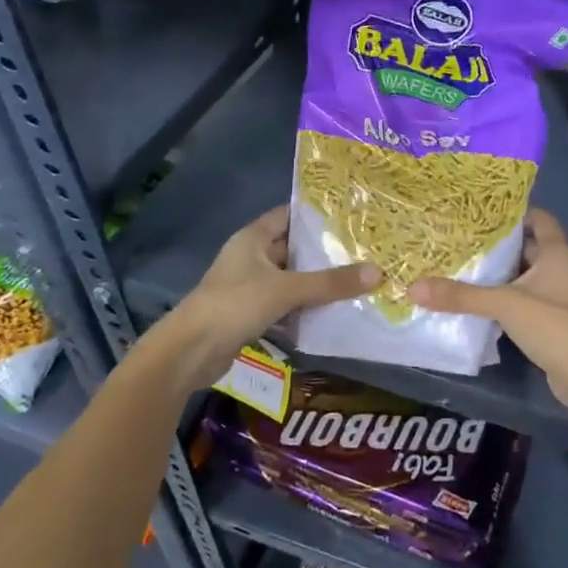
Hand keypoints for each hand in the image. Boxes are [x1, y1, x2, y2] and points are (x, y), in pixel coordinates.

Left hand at [164, 207, 378, 385]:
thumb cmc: (235, 305)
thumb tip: (378, 272)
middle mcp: (250, 257)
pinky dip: (305, 307)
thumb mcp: (287, 290)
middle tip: (364, 249)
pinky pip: (285, 304)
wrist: (190, 352)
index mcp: (252, 238)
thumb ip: (330, 283)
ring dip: (317, 282)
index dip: (316, 214)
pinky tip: (333, 311)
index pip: (288, 215)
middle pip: (293, 248)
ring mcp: (249, 287)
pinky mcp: (251, 314)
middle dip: (324, 251)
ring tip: (357, 278)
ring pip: (291, 278)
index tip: (350, 215)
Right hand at [410, 210, 567, 426]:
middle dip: (497, 244)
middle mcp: (559, 268)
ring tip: (460, 265)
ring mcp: (557, 296)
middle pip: (526, 246)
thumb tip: (413, 287)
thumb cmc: (553, 324)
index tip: (481, 211)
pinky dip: (502, 298)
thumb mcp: (504, 304)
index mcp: (556, 252)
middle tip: (461, 238)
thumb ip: (460, 296)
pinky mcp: (550, 321)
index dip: (514, 212)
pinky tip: (475, 300)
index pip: (538, 218)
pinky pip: (522, 300)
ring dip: (498, 273)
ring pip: (523, 275)